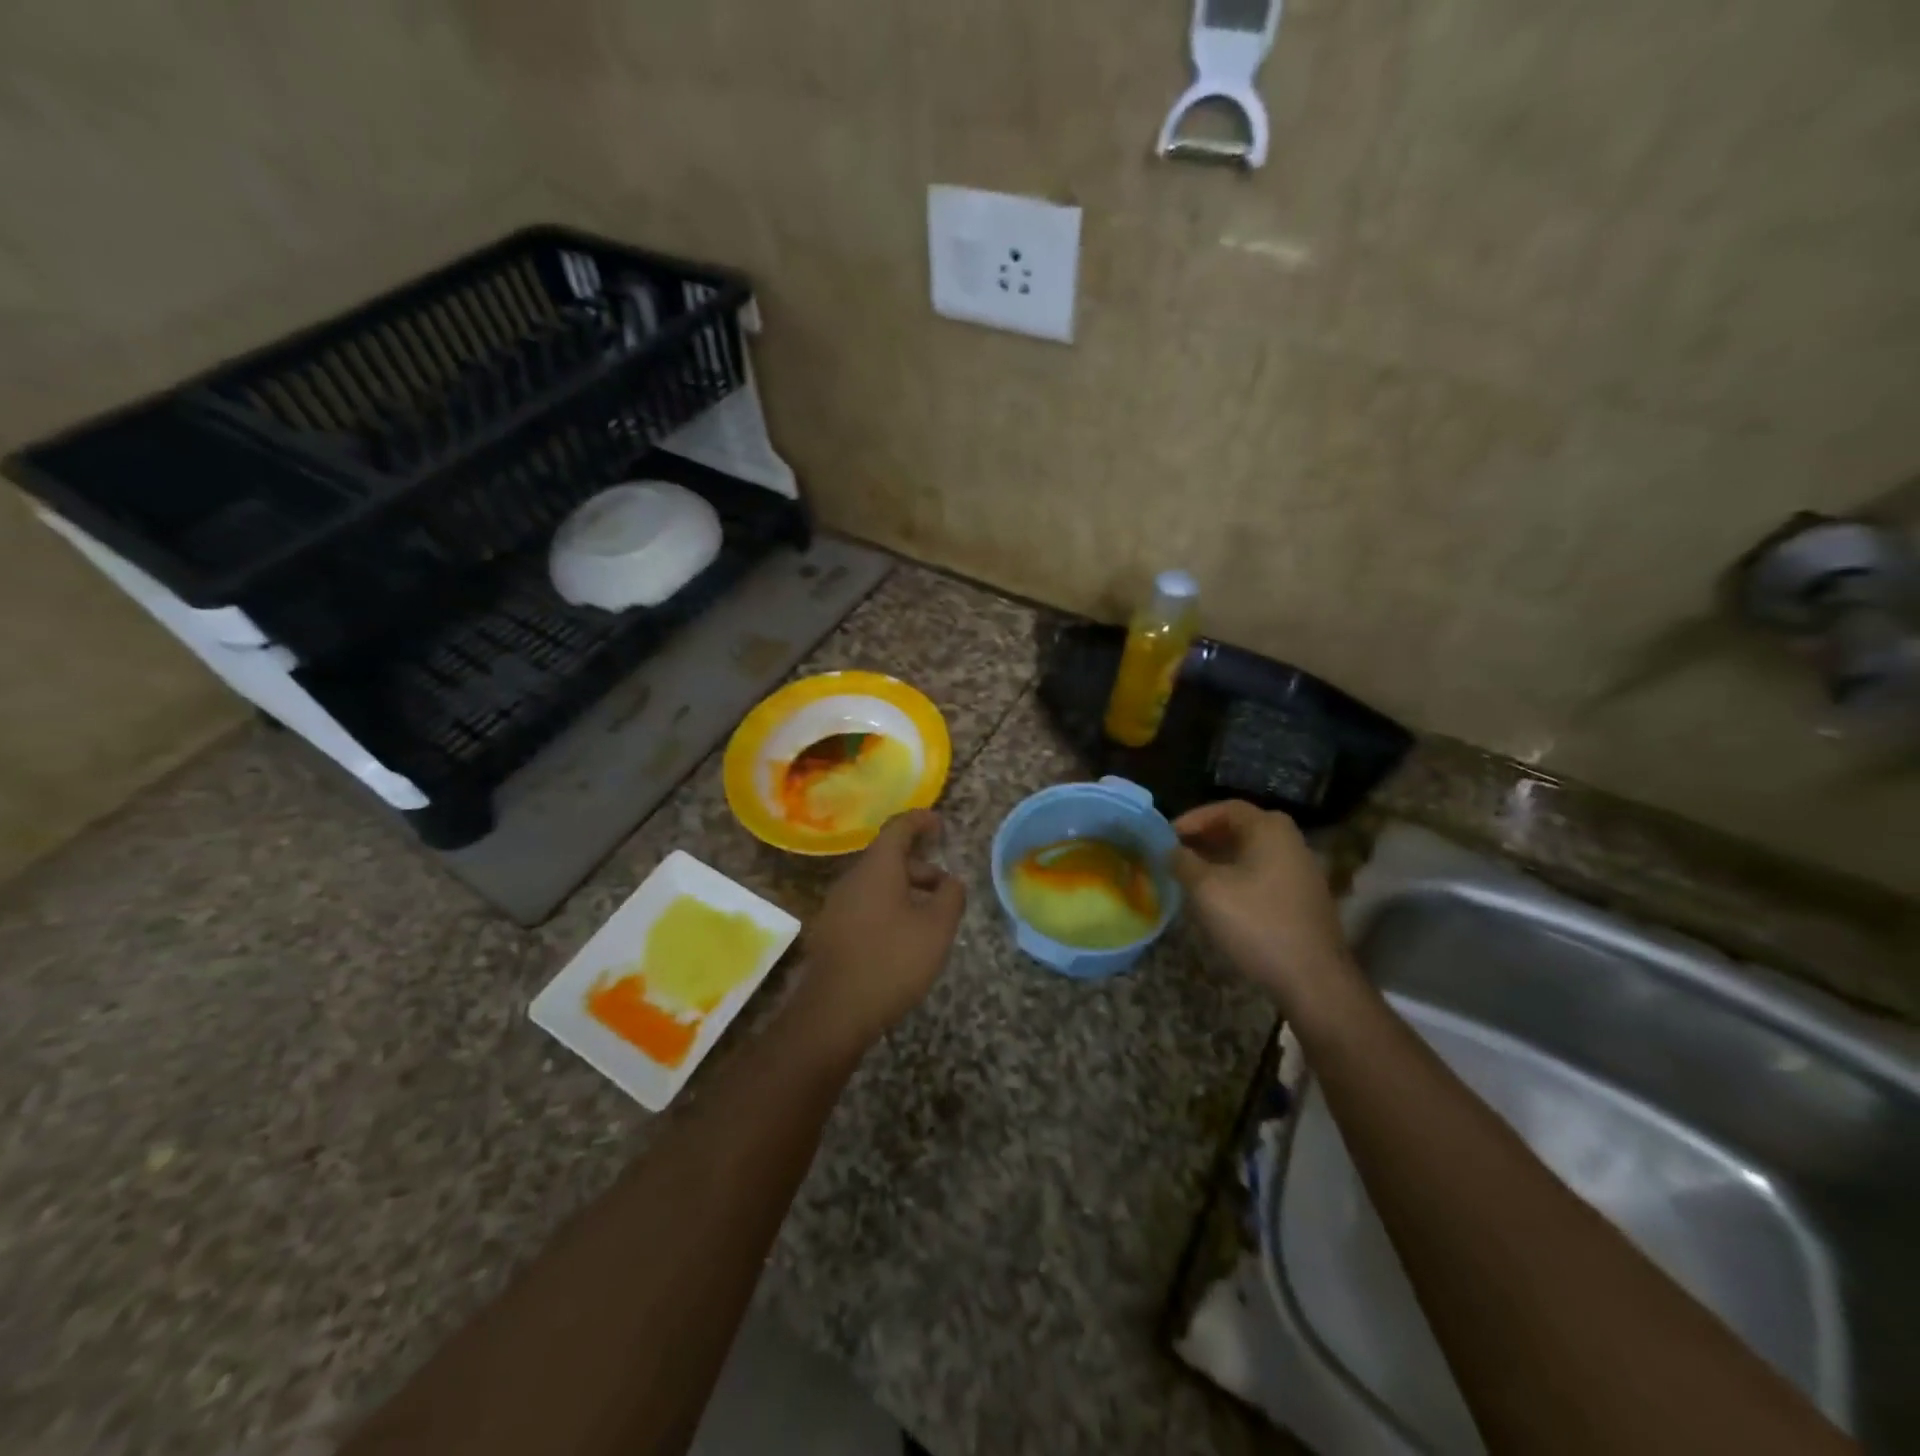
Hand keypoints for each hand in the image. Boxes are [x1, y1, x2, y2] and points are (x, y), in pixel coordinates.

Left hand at [787, 809, 966, 1057]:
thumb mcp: (937, 928)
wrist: (834, 1013)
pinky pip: (865, 906)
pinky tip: (903, 940)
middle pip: (888, 859)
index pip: (898, 828)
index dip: (921, 821)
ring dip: (906, 891)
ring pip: (877, 885)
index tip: (940, 824)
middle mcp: (851, 879)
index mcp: (877, 868)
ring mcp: (836, 906)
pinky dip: (889, 909)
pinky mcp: (831, 932)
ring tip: (929, 920)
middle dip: (920, 868)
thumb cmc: (892, 961)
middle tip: (946, 890)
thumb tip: (952, 881)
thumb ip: (951, 897)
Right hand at [1171, 801, 1356, 1012]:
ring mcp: (1301, 869)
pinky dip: (1238, 875)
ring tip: (1191, 876)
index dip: (1192, 819)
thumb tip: (1170, 850)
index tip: (1167, 837)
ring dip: (1219, 859)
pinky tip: (1220, 897)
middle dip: (1205, 838)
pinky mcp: (1303, 896)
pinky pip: (1263, 872)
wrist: (1312, 977)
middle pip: (1240, 828)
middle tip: (1176, 854)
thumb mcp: (1207, 889)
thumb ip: (1183, 862)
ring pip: (1251, 852)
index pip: (1225, 808)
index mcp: (1269, 829)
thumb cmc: (1256, 923)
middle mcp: (1290, 840)